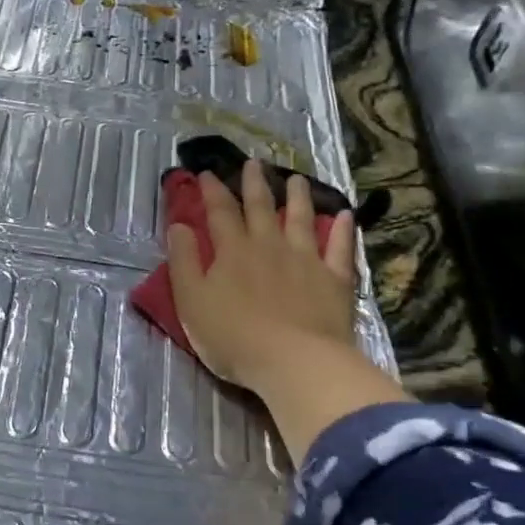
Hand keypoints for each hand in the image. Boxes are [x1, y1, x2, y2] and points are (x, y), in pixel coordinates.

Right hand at [167, 161, 409, 461]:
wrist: (294, 362)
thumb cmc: (233, 337)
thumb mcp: (191, 301)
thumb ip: (183, 261)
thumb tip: (179, 225)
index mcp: (232, 251)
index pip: (220, 212)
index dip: (212, 191)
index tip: (208, 173)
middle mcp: (269, 245)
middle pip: (261, 207)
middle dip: (254, 183)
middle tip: (253, 163)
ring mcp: (305, 260)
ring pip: (301, 219)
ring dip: (298, 196)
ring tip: (296, 178)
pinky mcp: (334, 280)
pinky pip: (340, 248)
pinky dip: (343, 229)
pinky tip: (345, 214)